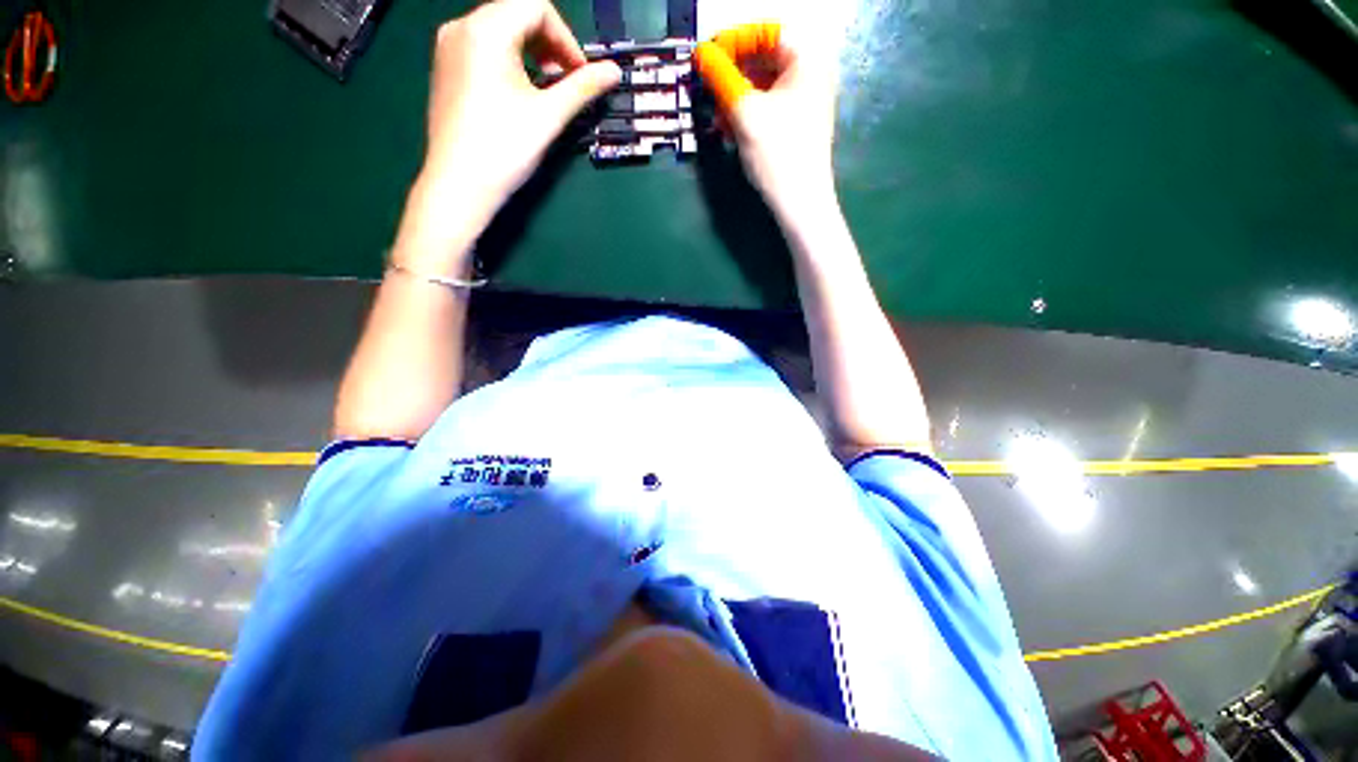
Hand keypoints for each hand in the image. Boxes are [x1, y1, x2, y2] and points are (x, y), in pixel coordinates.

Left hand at [419, 0, 621, 225]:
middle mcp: (461, 27)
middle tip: (567, 83)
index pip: (537, 7)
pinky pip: (483, 47)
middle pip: (516, 13)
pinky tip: (519, 93)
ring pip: (500, 30)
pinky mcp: (445, 68)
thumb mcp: (549, 116)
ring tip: (546, 90)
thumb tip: (614, 72)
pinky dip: (509, 60)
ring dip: (532, 52)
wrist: (459, 185)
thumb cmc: (504, 149)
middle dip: (550, 44)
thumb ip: (582, 88)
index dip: (567, 39)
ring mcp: (448, 47)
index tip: (581, 75)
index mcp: (486, 29)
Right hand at [694, 23, 838, 221]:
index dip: (734, 40)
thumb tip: (701, 53)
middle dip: (732, 73)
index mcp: (807, 60)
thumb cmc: (778, 154)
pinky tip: (729, 129)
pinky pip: (768, 107)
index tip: (707, 57)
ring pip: (763, 86)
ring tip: (716, 115)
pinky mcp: (797, 126)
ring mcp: (805, 102)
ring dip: (736, 97)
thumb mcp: (745, 112)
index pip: (766, 32)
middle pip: (764, 58)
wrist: (800, 204)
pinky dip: (747, 114)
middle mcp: (810, 75)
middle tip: (708, 87)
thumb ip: (721, 77)